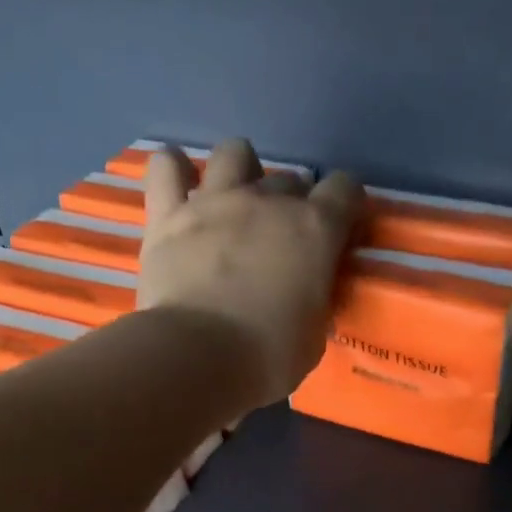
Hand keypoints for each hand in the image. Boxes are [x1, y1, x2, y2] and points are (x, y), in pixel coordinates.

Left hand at [138, 139, 363, 406]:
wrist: (198, 358)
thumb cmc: (267, 358)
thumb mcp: (312, 338)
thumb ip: (313, 303)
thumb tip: (306, 297)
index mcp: (314, 230)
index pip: (344, 190)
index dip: (345, 205)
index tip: (339, 229)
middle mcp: (267, 201)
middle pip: (289, 179)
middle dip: (291, 203)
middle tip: (280, 240)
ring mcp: (214, 201)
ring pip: (234, 153)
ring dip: (240, 172)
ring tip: (234, 203)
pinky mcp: (168, 214)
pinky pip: (166, 167)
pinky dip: (173, 171)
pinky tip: (178, 187)